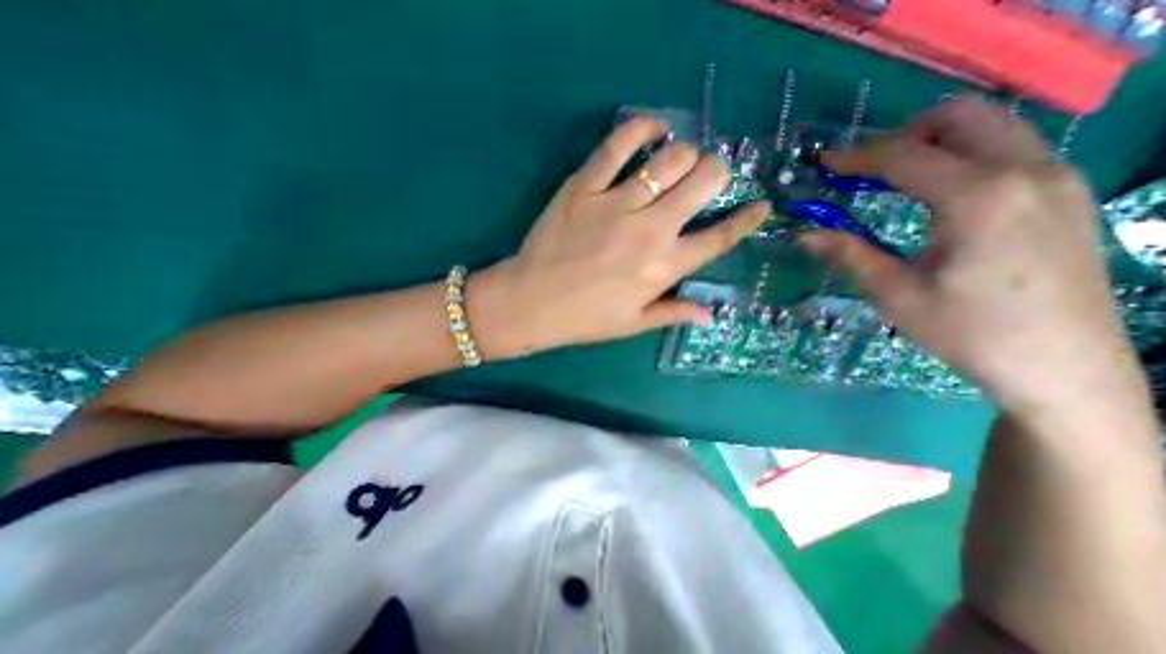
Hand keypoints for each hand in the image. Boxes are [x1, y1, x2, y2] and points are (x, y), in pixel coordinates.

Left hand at [467, 116, 772, 363]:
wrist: (532, 302)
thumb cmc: (585, 318)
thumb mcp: (633, 323)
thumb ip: (674, 312)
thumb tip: (711, 313)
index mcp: (664, 267)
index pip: (719, 237)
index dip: (746, 219)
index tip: (760, 206)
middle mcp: (650, 229)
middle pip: (704, 181)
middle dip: (717, 174)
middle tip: (708, 179)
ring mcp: (616, 202)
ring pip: (671, 158)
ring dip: (686, 155)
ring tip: (679, 162)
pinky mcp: (584, 185)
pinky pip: (618, 143)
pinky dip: (642, 128)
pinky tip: (653, 129)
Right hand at [802, 99, 1145, 416]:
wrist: (1062, 366)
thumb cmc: (968, 331)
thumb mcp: (895, 294)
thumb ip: (848, 255)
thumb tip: (802, 235)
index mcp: (979, 198)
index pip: (904, 155)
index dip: (856, 156)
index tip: (823, 163)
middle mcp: (1027, 171)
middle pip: (960, 116)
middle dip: (902, 135)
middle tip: (866, 170)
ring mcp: (1057, 178)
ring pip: (990, 126)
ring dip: (934, 143)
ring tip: (894, 181)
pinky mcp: (1065, 194)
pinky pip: (1010, 148)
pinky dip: (964, 156)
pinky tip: (938, 196)